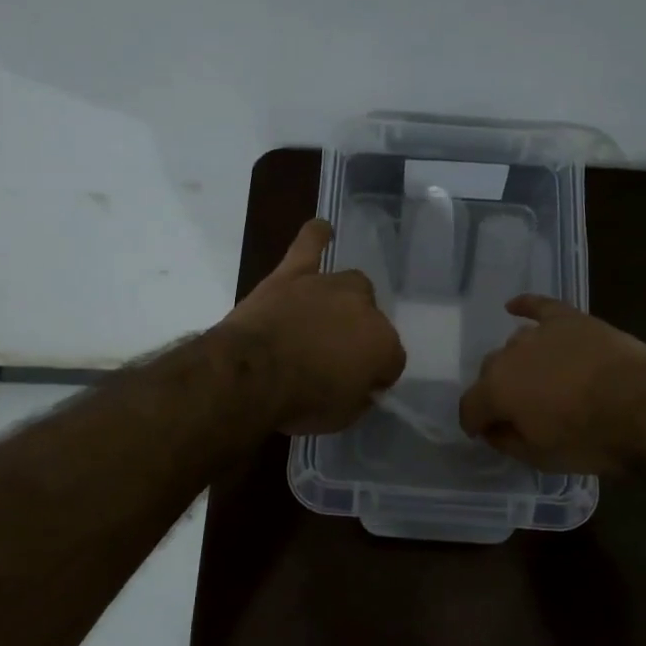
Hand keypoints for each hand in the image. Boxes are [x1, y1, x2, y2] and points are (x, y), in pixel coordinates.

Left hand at [220, 218, 406, 434]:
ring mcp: (328, 285)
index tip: (360, 388)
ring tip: (329, 314)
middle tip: (335, 356)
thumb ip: (358, 396)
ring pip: (349, 284)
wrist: (254, 373)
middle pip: (373, 318)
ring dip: (342, 301)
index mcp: (384, 345)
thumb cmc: (302, 402)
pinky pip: (309, 245)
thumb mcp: (342, 416)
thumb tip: (361, 387)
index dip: (376, 375)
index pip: (392, 360)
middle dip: (360, 336)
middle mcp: (364, 308)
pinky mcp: (293, 274)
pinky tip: (322, 229)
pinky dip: (316, 237)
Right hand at [459, 295, 645, 473]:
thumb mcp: (541, 458)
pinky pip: (539, 306)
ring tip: (536, 378)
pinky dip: (525, 306)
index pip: (470, 406)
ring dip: (518, 362)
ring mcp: (540, 333)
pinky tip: (514, 307)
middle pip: (490, 371)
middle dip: (497, 391)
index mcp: (496, 390)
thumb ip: (507, 441)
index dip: (474, 423)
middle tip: (518, 410)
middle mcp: (509, 355)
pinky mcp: (569, 319)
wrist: (645, 407)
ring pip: (515, 344)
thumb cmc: (590, 440)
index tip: (483, 433)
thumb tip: (492, 430)